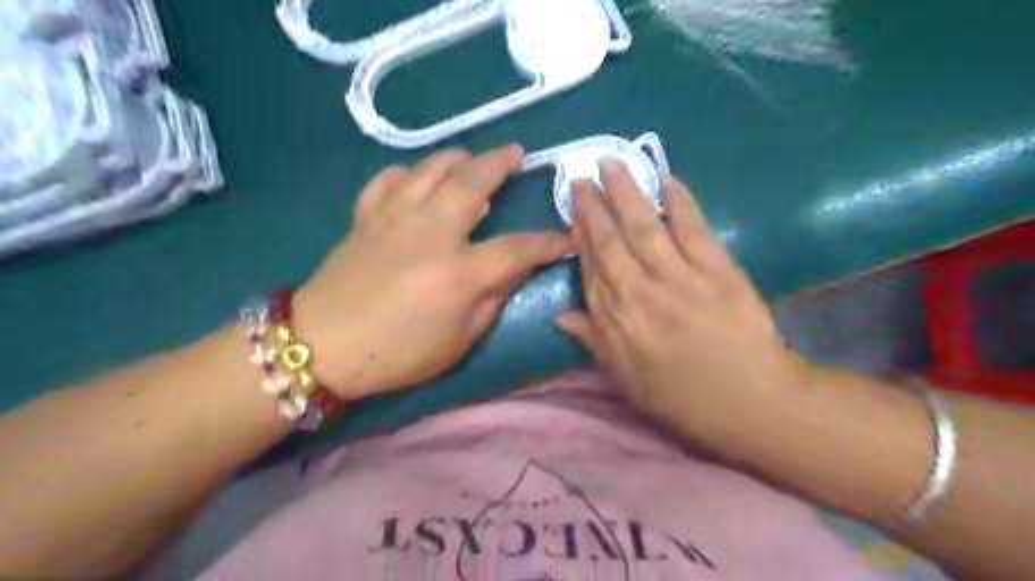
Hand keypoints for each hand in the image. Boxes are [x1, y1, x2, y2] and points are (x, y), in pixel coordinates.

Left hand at [291, 144, 569, 399]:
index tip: (567, 237)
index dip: (548, 242)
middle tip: (516, 154)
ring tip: (472, 158)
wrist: (321, 345)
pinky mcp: (367, 216)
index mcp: (460, 272)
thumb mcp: (458, 341)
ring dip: (458, 156)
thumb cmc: (398, 353)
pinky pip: (389, 178)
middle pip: (473, 181)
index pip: (519, 248)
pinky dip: (408, 171)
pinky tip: (417, 178)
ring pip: (431, 167)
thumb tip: (512, 270)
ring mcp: (395, 217)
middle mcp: (432, 232)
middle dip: (501, 163)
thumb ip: (491, 300)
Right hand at [555, 159, 812, 440]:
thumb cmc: (678, 394)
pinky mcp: (716, 270)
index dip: (580, 234)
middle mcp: (639, 291)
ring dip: (626, 192)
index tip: (572, 209)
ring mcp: (678, 277)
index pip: (590, 267)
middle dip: (593, 205)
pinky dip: (681, 203)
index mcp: (615, 319)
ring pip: (644, 226)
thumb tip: (557, 315)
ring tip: (611, 163)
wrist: (745, 400)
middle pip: (611, 240)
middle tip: (581, 175)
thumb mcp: (622, 377)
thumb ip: (590, 340)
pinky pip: (693, 230)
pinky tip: (668, 181)